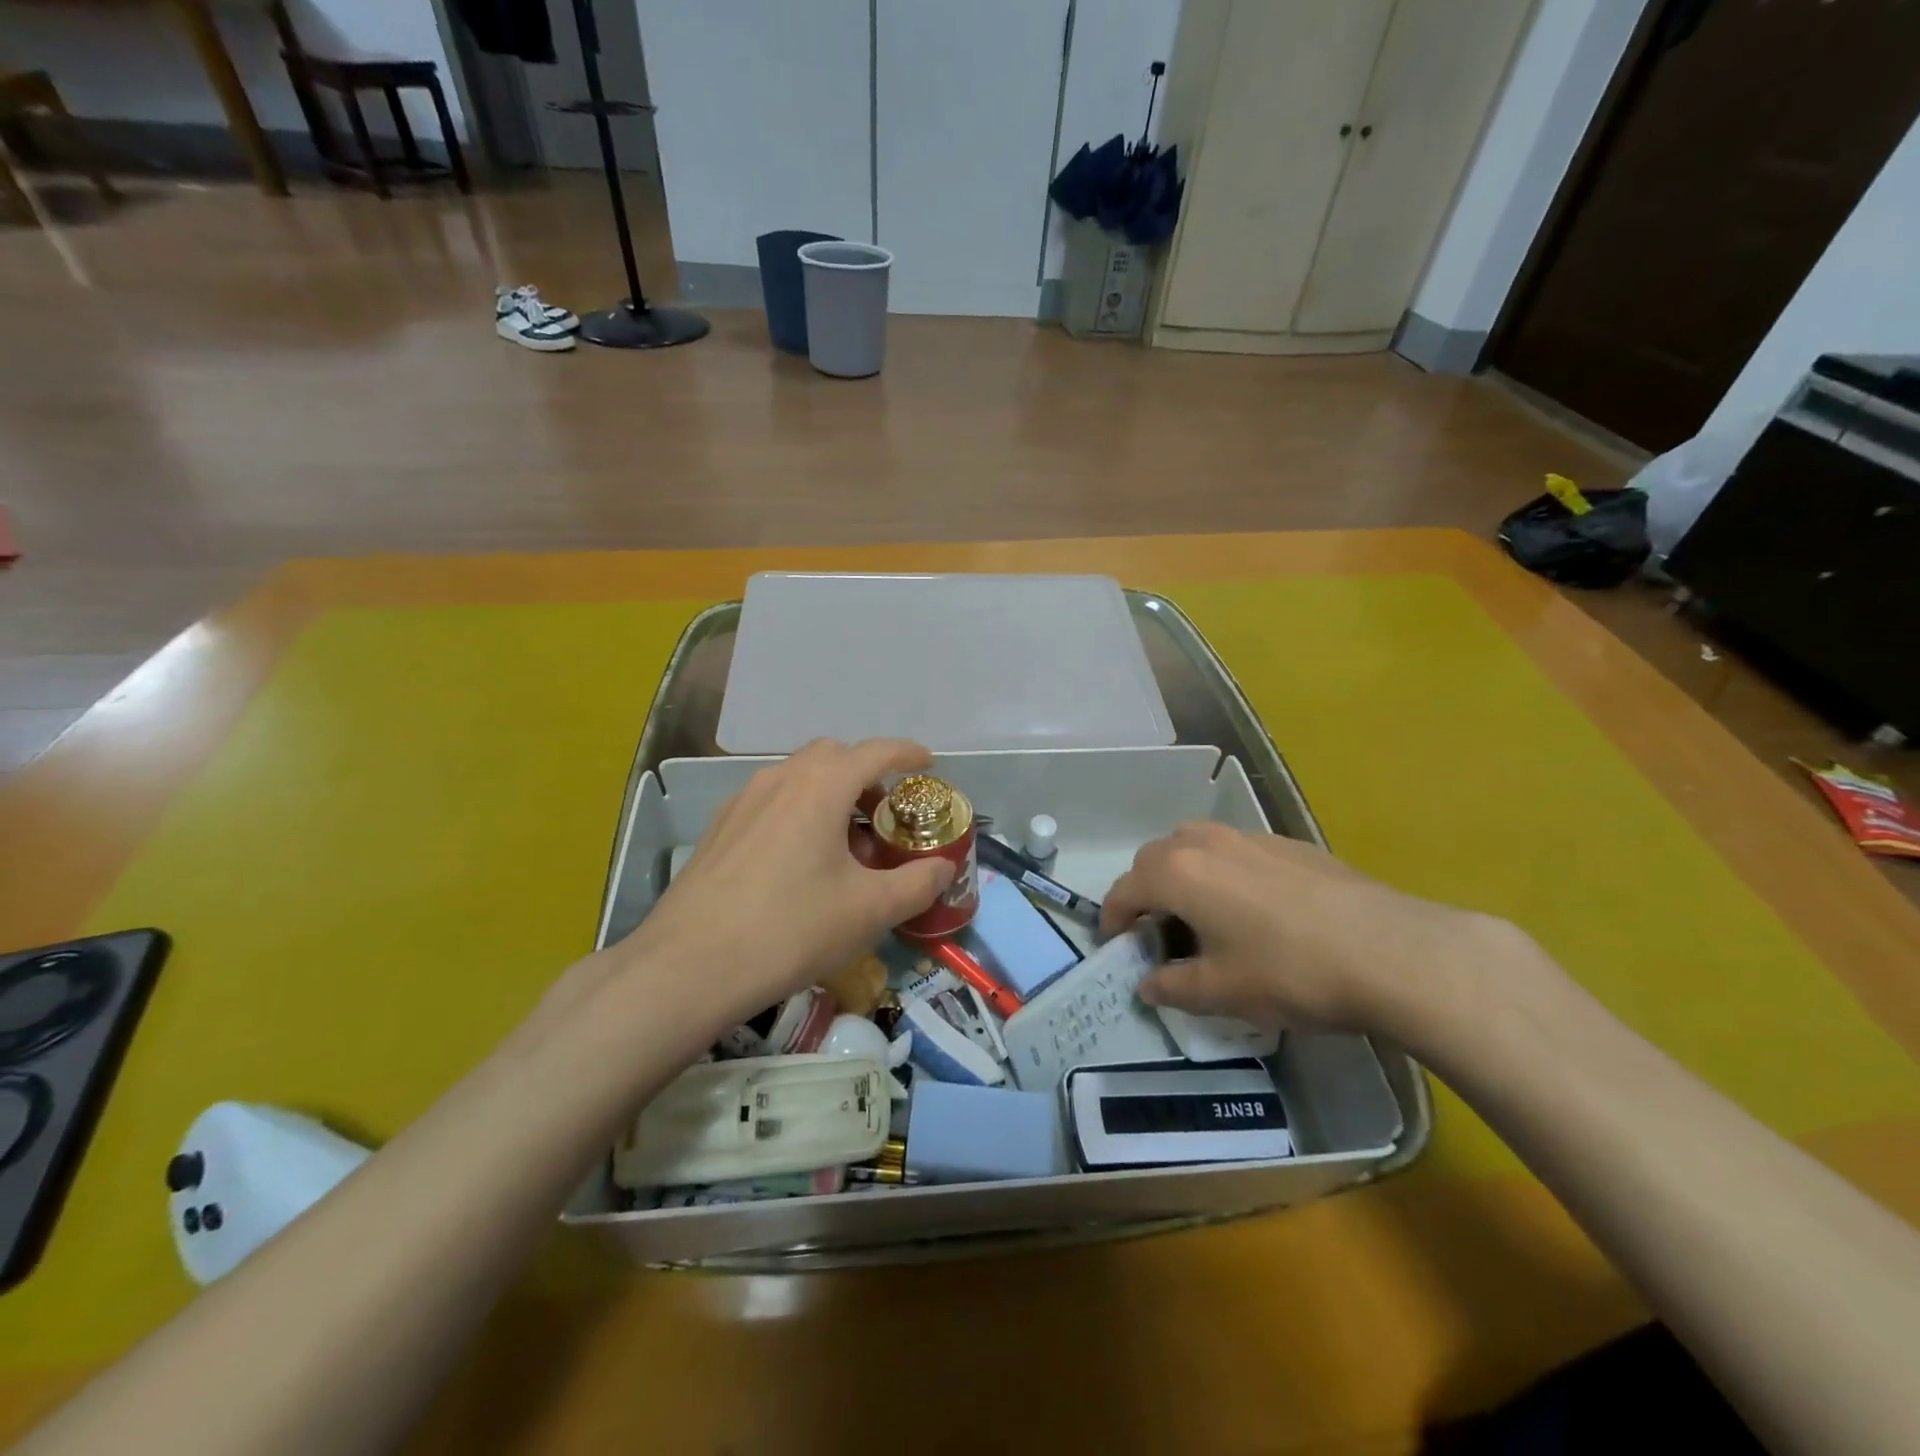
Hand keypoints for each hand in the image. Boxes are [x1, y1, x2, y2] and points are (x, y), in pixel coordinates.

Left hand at [621, 739, 955, 1027]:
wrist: (689, 966)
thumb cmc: (791, 929)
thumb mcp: (870, 910)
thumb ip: (917, 883)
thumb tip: (943, 868)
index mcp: (821, 787)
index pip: (875, 751)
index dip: (907, 753)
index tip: (928, 764)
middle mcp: (780, 780)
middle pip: (833, 756)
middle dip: (866, 773)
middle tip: (885, 813)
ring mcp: (742, 801)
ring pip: (799, 778)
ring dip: (831, 794)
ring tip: (846, 843)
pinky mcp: (719, 828)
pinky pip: (772, 801)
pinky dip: (799, 811)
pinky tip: (800, 862)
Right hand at [1100, 821, 1519, 1037]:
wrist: (1392, 952)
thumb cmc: (1290, 973)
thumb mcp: (1222, 992)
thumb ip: (1173, 986)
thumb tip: (1147, 985)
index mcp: (1178, 873)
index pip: (1125, 888)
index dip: (1112, 918)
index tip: (1114, 944)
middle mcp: (1206, 843)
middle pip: (1156, 857)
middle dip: (1144, 890)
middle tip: (1155, 929)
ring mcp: (1251, 838)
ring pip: (1196, 844)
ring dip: (1182, 873)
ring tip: (1200, 913)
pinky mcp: (1291, 844)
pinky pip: (1236, 850)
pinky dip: (1223, 871)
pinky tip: (1254, 909)